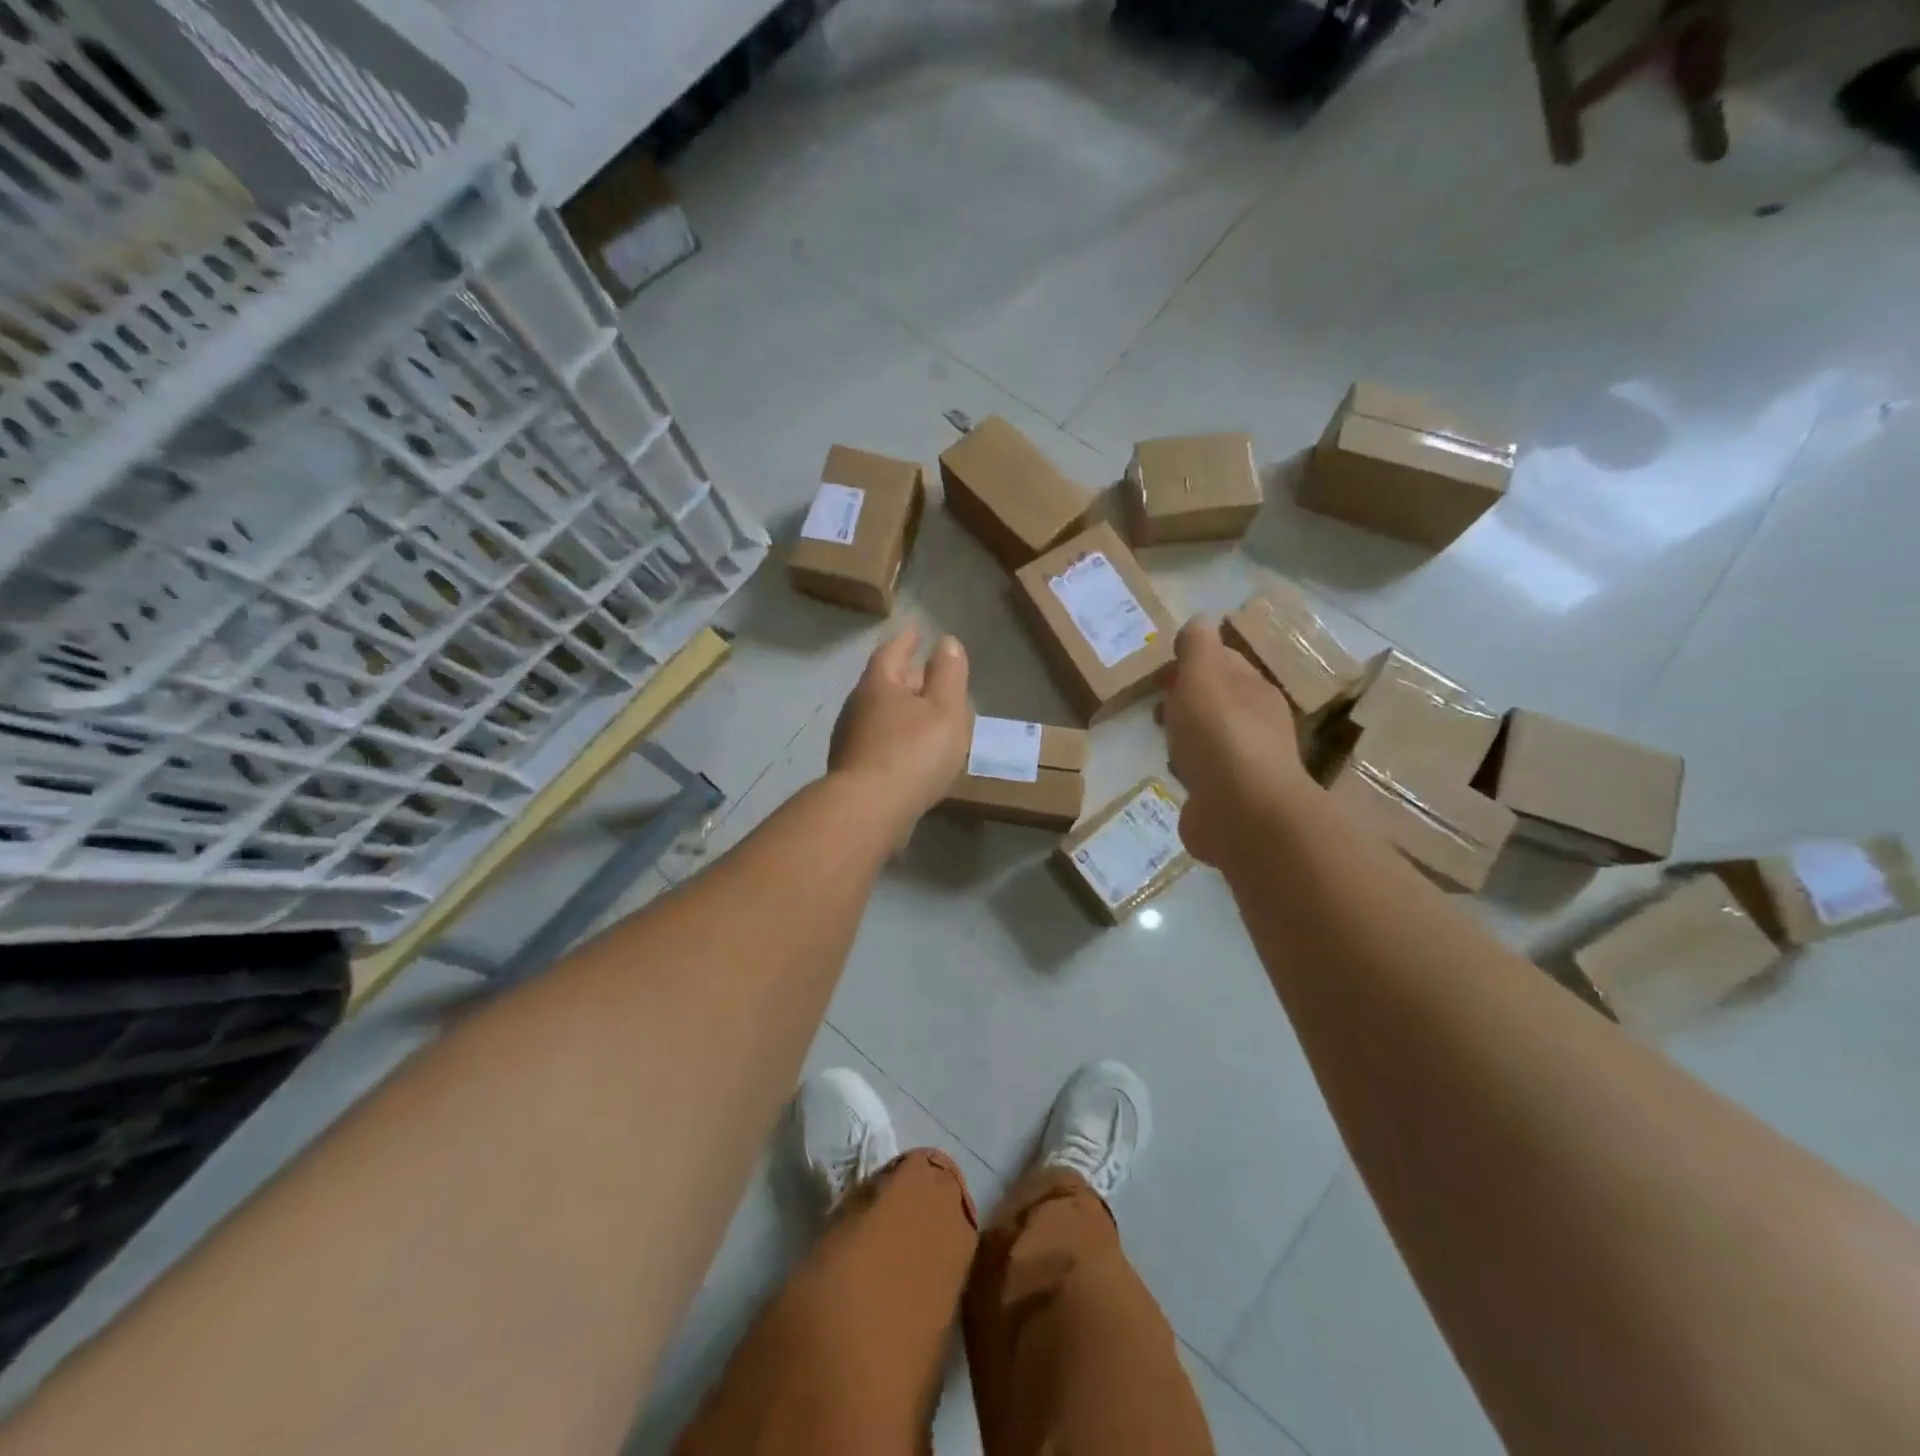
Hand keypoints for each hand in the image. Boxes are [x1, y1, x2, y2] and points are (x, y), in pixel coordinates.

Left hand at [829, 626, 970, 831]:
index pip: (893, 651)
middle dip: (908, 676)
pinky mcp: (853, 770)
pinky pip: (880, 742)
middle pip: (886, 682)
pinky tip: (912, 752)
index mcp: (879, 684)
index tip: (917, 629)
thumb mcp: (944, 709)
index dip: (907, 640)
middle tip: (931, 674)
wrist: (868, 811)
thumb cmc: (912, 753)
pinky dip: (898, 738)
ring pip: (882, 714)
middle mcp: (858, 706)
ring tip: (928, 715)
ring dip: (903, 710)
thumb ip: (948, 674)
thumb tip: (945, 642)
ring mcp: (850, 739)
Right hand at [1162, 617, 1310, 865]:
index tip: (1161, 672)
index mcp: (1254, 689)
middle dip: (1187, 698)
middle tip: (1156, 705)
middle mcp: (1257, 724)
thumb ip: (1198, 645)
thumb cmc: (1220, 734)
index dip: (1193, 660)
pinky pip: (1205, 775)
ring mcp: (1246, 764)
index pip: (1225, 662)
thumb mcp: (1203, 674)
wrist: (1241, 812)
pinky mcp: (1230, 799)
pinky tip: (1175, 775)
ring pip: (1211, 738)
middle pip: (1218, 700)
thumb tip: (1199, 621)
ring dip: (1187, 735)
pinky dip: (1189, 770)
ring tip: (1161, 740)